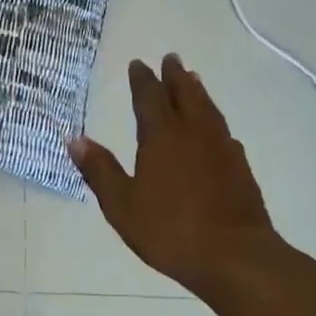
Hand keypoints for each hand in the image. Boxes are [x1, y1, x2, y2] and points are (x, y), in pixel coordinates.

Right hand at [67, 54, 277, 297]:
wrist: (236, 257)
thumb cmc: (171, 230)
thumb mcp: (122, 205)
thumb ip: (99, 170)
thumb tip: (74, 139)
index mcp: (161, 137)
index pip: (149, 98)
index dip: (142, 80)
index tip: (138, 64)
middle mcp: (193, 134)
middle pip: (184, 95)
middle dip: (175, 76)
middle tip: (171, 58)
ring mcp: (221, 150)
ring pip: (208, 110)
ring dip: (198, 92)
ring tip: (194, 80)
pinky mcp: (240, 169)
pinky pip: (224, 133)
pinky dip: (216, 122)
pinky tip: (218, 130)